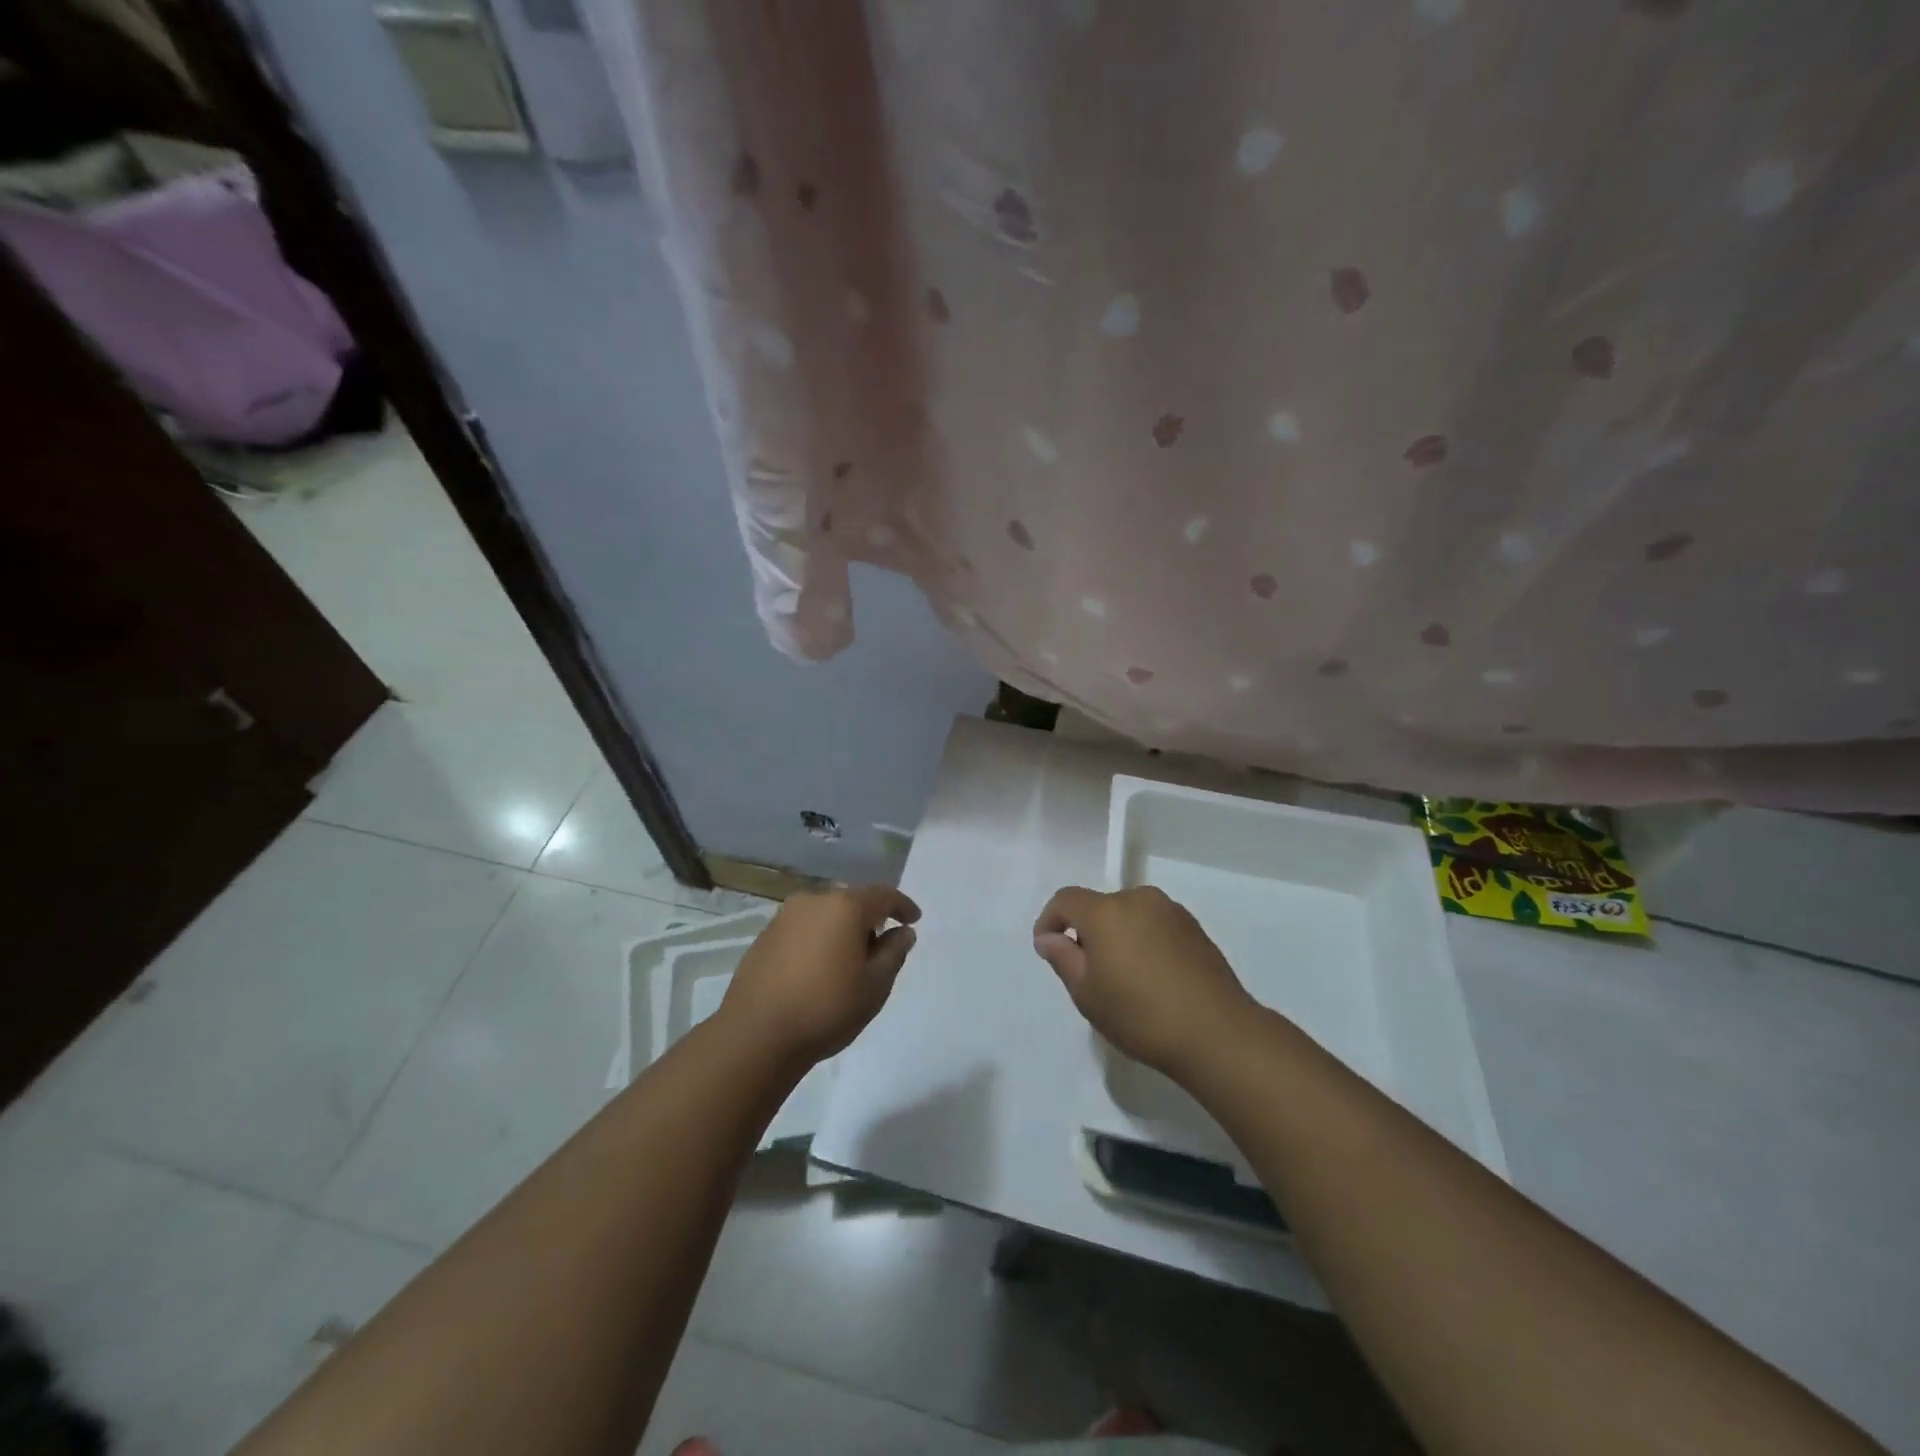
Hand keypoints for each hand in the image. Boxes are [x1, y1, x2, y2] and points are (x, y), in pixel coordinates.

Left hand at [720, 885, 919, 1064]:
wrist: (755, 1036)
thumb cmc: (826, 1008)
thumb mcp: (875, 985)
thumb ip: (894, 952)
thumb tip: (902, 932)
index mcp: (844, 907)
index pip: (883, 895)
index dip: (902, 906)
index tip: (914, 919)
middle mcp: (813, 901)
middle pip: (851, 902)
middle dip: (870, 920)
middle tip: (881, 949)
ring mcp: (784, 917)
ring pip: (825, 915)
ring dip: (841, 931)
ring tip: (848, 963)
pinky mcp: (764, 937)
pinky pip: (803, 930)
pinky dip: (817, 941)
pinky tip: (818, 969)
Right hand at [1033, 885, 1255, 1079]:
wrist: (1217, 1033)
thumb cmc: (1140, 1015)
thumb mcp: (1087, 994)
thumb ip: (1063, 958)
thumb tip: (1049, 937)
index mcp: (1106, 911)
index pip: (1066, 899)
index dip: (1050, 920)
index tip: (1048, 949)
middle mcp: (1139, 899)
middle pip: (1100, 906)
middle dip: (1087, 932)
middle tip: (1089, 974)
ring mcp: (1171, 912)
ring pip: (1129, 915)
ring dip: (1118, 936)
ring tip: (1125, 979)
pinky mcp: (1195, 928)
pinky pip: (1155, 926)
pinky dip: (1144, 942)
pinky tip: (1153, 979)